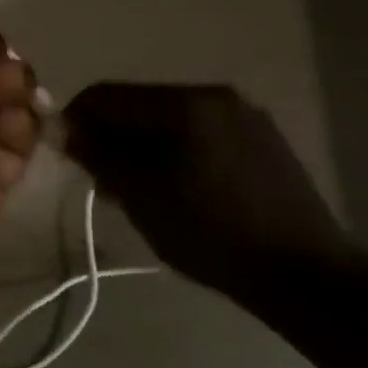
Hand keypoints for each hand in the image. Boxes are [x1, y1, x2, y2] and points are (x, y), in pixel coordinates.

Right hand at [62, 83, 350, 295]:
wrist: (304, 272)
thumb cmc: (211, 232)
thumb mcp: (141, 196)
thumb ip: (100, 155)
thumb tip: (68, 131)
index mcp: (183, 103)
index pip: (108, 94)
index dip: (76, 119)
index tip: (64, 152)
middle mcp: (214, 95)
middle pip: (140, 104)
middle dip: (111, 134)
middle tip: (98, 177)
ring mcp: (244, 116)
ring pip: (171, 119)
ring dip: (142, 144)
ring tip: (135, 187)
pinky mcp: (263, 140)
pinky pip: (202, 133)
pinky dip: (176, 150)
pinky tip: (176, 186)